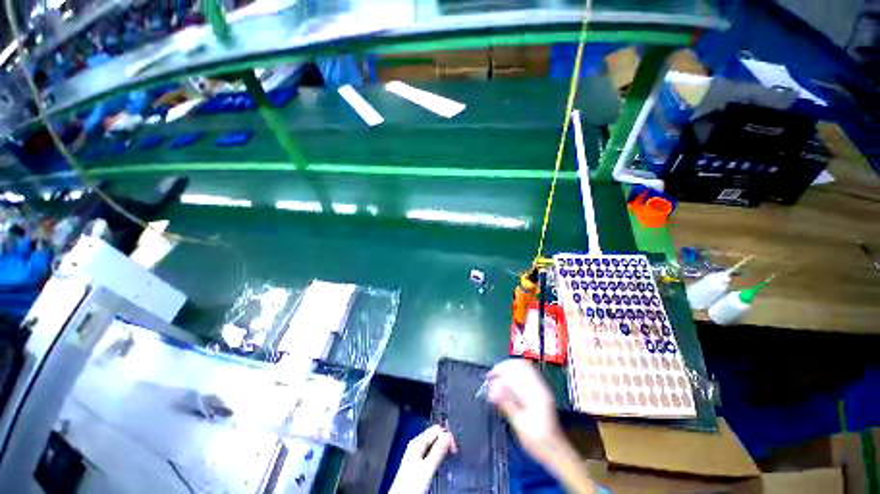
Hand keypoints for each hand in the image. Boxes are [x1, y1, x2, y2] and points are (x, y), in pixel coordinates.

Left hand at [389, 425, 456, 493]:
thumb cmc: (411, 484)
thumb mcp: (427, 468)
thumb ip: (438, 451)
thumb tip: (449, 435)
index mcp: (417, 442)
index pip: (436, 430)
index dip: (447, 436)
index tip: (455, 447)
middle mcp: (416, 445)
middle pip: (434, 436)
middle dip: (445, 442)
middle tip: (454, 452)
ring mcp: (416, 453)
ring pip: (433, 444)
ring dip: (442, 448)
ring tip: (449, 456)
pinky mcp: (417, 462)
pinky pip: (431, 452)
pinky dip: (437, 454)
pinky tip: (440, 461)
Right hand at [488, 359, 562, 463]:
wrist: (555, 450)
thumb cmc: (538, 440)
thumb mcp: (520, 425)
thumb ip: (507, 404)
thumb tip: (491, 390)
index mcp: (536, 393)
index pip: (516, 372)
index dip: (501, 371)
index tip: (490, 377)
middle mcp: (540, 386)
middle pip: (520, 365)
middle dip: (504, 367)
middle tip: (491, 375)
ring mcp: (541, 388)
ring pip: (523, 369)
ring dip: (508, 370)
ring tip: (496, 377)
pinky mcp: (540, 392)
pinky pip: (526, 375)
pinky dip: (513, 375)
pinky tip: (506, 383)